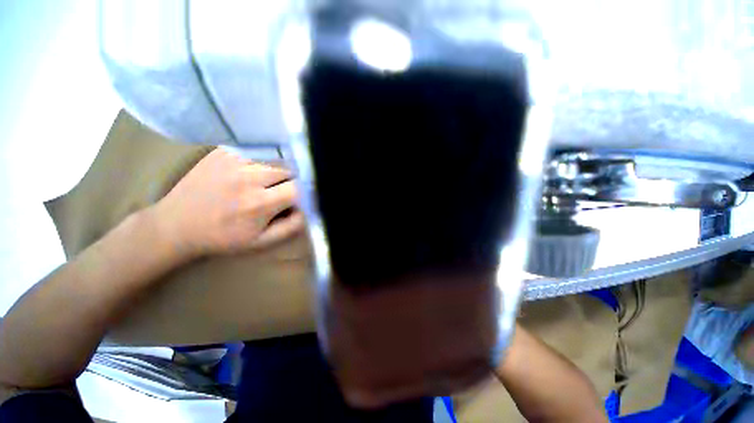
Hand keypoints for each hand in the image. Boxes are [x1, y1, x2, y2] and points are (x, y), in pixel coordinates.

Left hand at [153, 149, 305, 258]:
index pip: (298, 189)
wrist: (176, 224)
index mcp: (259, 203)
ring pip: (275, 158)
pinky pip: (258, 151)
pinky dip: (263, 161)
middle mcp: (248, 177)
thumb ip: (292, 227)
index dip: (304, 194)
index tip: (299, 200)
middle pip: (290, 170)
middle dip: (292, 181)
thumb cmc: (223, 237)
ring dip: (279, 171)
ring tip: (268, 183)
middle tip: (282, 193)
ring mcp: (234, 159)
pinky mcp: (224, 150)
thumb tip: (309, 209)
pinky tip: (252, 173)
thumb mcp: (261, 242)